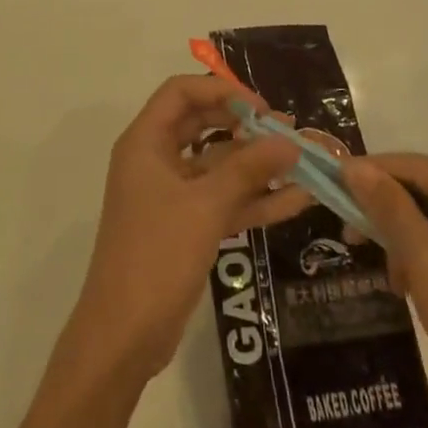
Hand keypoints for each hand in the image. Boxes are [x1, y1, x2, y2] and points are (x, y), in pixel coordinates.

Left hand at [67, 77, 309, 384]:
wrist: (124, 336)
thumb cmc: (156, 255)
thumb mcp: (206, 207)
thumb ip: (248, 170)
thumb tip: (291, 140)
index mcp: (145, 143)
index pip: (181, 93)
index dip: (220, 91)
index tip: (260, 107)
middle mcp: (156, 161)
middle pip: (202, 126)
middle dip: (244, 126)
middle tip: (286, 131)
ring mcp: (171, 195)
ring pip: (217, 166)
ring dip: (256, 165)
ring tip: (303, 163)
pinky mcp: (186, 226)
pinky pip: (223, 201)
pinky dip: (254, 200)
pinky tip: (296, 200)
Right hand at [344, 154, 427, 422]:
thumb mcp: (424, 257)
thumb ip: (389, 206)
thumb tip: (353, 165)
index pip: (416, 165)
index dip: (371, 169)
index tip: (331, 181)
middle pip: (424, 189)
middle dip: (383, 207)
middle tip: (347, 229)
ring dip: (399, 235)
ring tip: (381, 267)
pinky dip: (418, 255)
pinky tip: (404, 283)